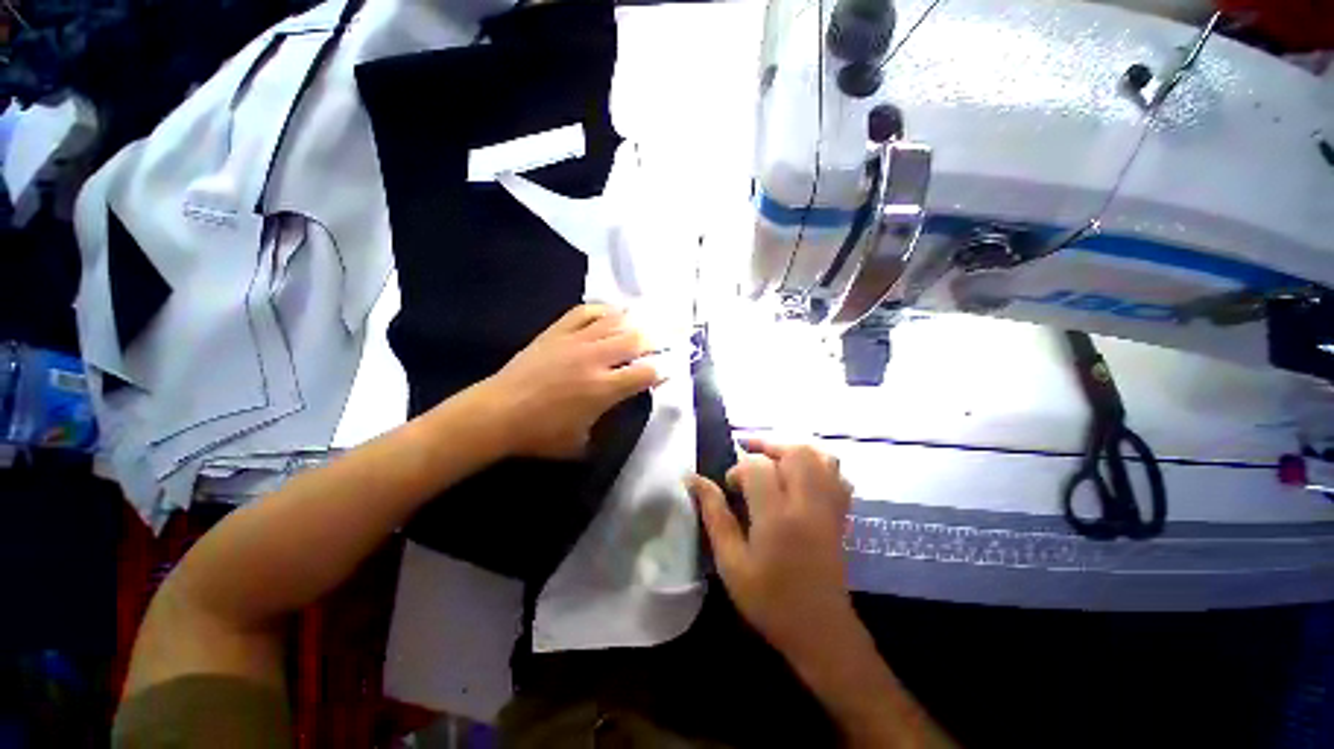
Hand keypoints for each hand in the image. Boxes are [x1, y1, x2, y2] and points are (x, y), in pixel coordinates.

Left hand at [479, 304, 658, 458]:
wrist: (498, 413)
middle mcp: (595, 359)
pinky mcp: (556, 332)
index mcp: (604, 389)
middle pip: (635, 340)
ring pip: (613, 322)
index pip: (645, 373)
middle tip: (660, 344)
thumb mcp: (581, 442)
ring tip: (640, 326)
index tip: (665, 372)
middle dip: (653, 342)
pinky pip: (584, 311)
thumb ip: (604, 428)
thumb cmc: (540, 434)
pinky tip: (610, 313)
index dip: (661, 371)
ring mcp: (575, 341)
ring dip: (632, 324)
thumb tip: (612, 416)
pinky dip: (602, 310)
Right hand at [691, 438, 855, 664]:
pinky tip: (800, 475)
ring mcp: (830, 508)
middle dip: (768, 446)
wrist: (820, 630)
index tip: (728, 487)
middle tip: (749, 455)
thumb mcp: (731, 562)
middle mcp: (808, 504)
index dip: (738, 469)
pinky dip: (818, 464)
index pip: (758, 468)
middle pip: (795, 452)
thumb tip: (694, 479)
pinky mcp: (841, 514)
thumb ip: (714, 515)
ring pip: (820, 457)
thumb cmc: (769, 600)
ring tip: (773, 458)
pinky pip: (837, 475)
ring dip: (793, 450)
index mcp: (777, 517)